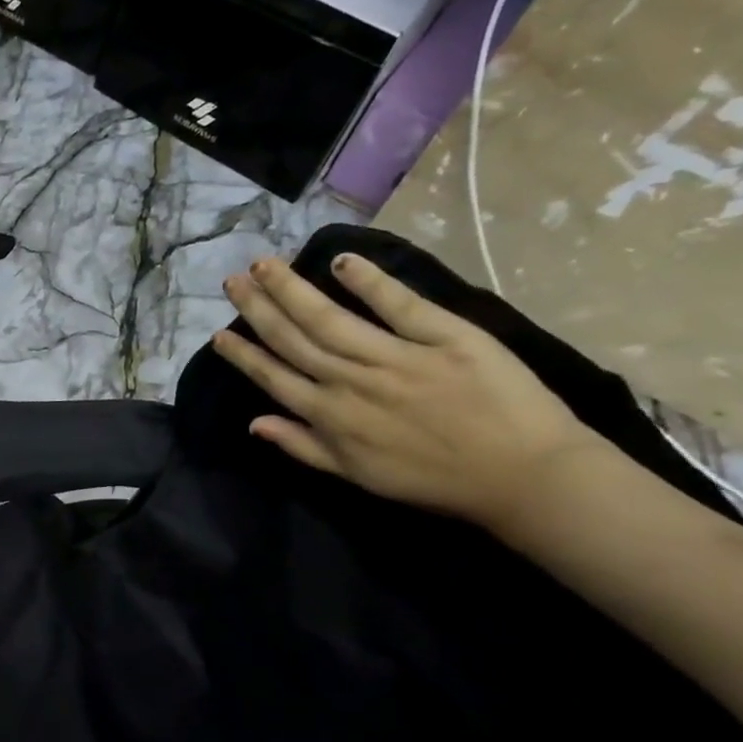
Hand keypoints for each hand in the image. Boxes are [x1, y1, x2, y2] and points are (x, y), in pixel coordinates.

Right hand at [212, 252, 599, 531]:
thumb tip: (254, 423)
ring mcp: (395, 357)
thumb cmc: (434, 480)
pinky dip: (369, 281)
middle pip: (293, 338)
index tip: (219, 333)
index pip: (274, 377)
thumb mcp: (357, 476)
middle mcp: (351, 382)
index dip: (244, 354)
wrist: (523, 477)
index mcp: (331, 416)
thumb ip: (303, 447)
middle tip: (233, 280)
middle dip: (258, 308)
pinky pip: (399, 304)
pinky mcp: (443, 337)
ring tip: (266, 265)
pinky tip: (342, 261)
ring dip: (292, 289)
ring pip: (330, 318)